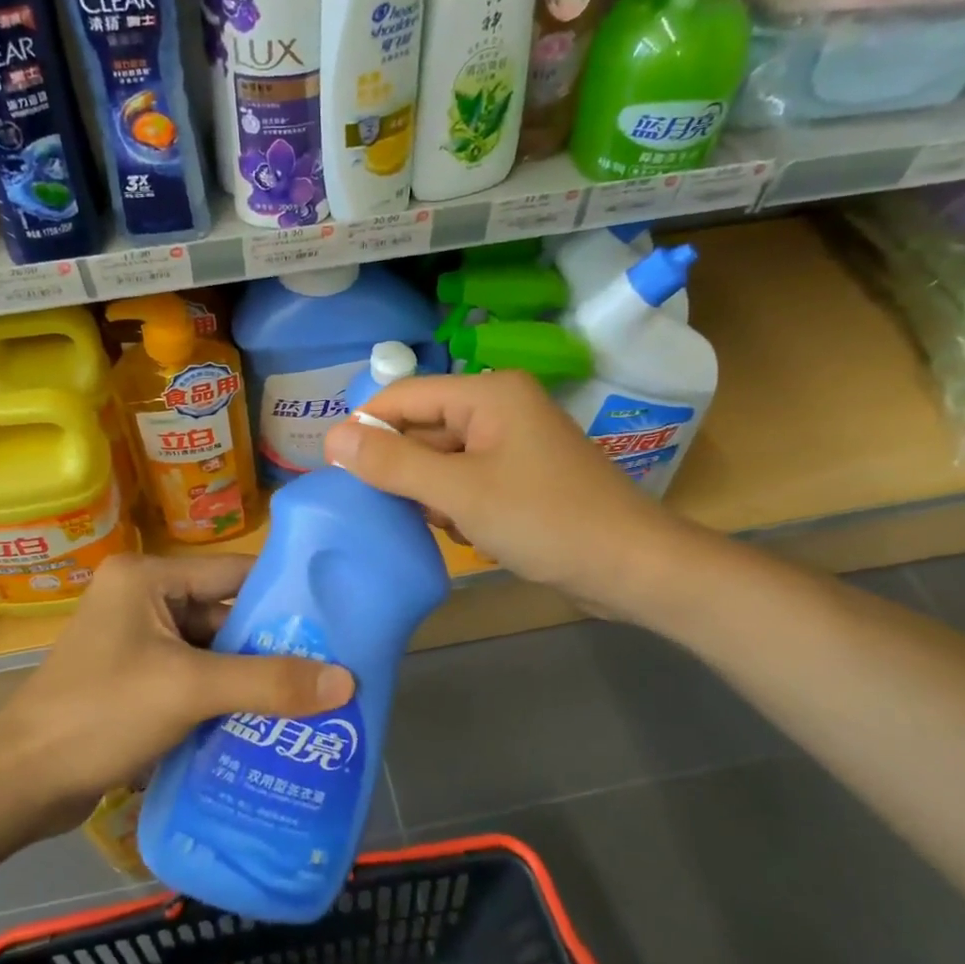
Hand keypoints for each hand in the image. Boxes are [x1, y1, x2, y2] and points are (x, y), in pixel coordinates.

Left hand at [0, 552, 354, 835]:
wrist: (19, 785)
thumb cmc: (100, 714)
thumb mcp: (189, 690)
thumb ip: (268, 684)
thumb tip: (347, 682)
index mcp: (148, 577)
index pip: (232, 573)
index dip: (283, 596)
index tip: (335, 619)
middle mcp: (143, 600)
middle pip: (224, 616)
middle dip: (270, 647)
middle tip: (331, 670)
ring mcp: (137, 643)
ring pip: (211, 653)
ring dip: (250, 679)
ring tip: (311, 700)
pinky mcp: (135, 681)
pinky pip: (193, 680)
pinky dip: (224, 700)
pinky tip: (265, 723)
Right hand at [322, 369, 691, 622]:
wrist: (632, 568)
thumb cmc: (545, 521)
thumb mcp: (459, 493)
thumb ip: (393, 463)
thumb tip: (332, 438)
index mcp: (488, 394)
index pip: (404, 396)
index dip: (365, 427)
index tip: (332, 467)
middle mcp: (499, 408)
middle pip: (423, 427)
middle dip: (402, 469)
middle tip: (380, 507)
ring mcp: (513, 444)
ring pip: (442, 459)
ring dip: (430, 493)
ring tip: (441, 524)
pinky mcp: (521, 477)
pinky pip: (467, 481)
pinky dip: (456, 506)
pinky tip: (468, 534)